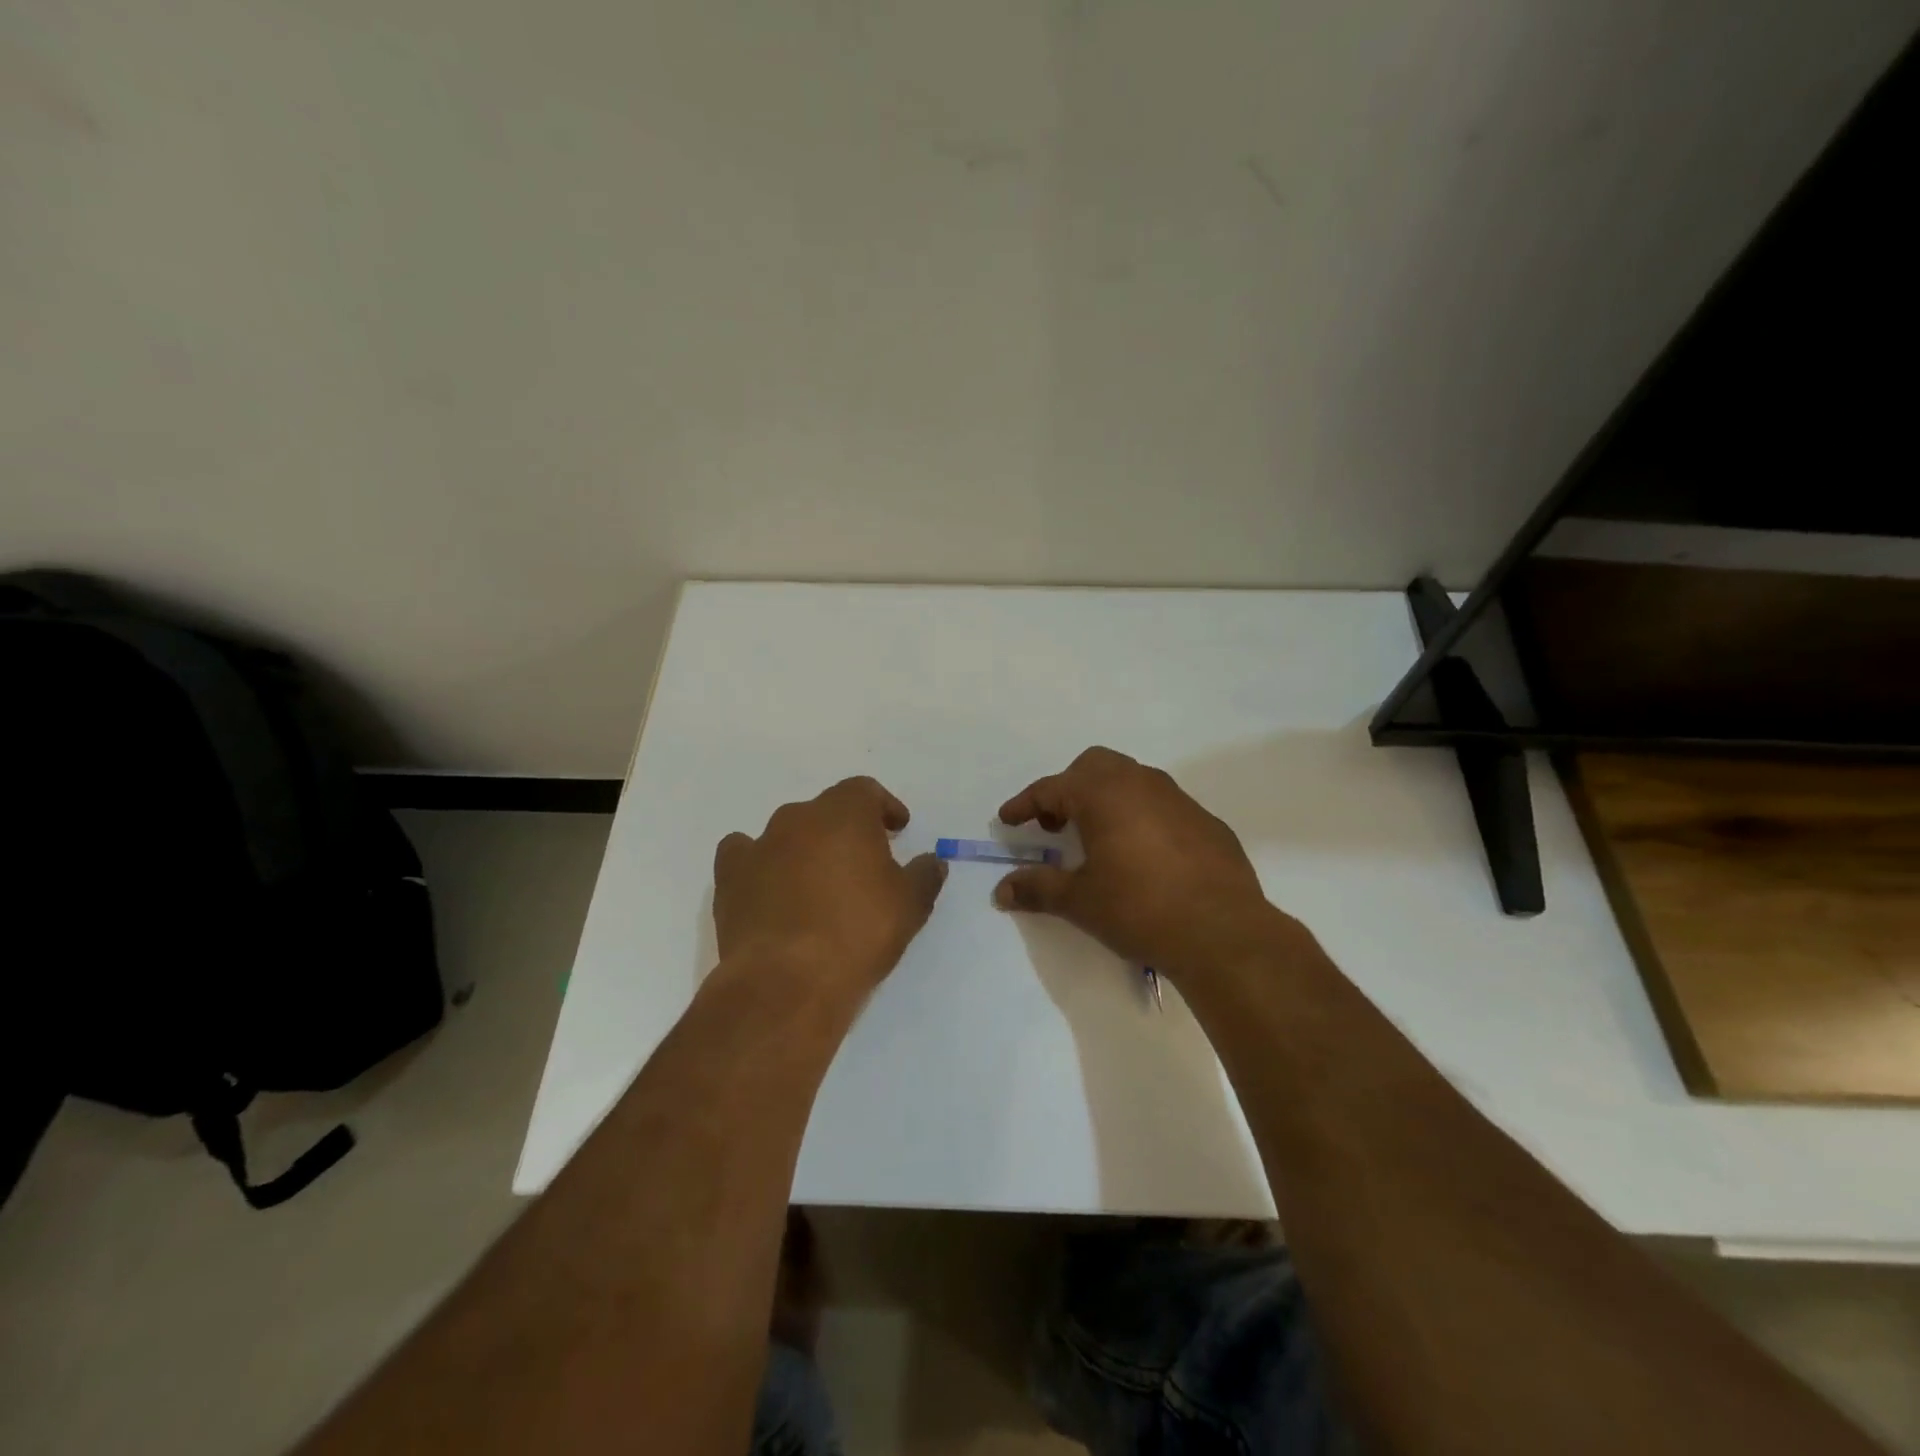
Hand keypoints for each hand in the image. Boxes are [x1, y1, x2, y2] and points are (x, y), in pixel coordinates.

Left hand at [713, 776, 946, 1003]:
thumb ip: (925, 875)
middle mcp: (798, 818)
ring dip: (805, 847)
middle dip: (846, 829)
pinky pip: (744, 855)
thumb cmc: (859, 933)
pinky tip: (770, 888)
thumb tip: (932, 862)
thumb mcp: (910, 905)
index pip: (865, 790)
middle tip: (863, 861)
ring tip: (818, 882)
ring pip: (786, 832)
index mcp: (844, 814)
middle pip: (825, 811)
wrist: (787, 981)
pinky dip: (760, 864)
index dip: (883, 807)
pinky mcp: (729, 877)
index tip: (897, 829)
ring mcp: (758, 846)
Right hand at [993, 747, 1286, 984]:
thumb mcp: (1080, 901)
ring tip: (1098, 839)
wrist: (1223, 933)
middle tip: (1055, 826)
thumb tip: (1002, 890)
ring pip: (1132, 781)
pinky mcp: (1207, 822)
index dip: (1025, 804)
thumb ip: (1038, 888)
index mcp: (1104, 794)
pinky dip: (1140, 817)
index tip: (1008, 819)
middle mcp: (1141, 783)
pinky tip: (1143, 856)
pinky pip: (1162, 805)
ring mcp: (1179, 799)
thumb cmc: (1139, 909)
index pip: (1051, 788)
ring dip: (1106, 800)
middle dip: (1068, 790)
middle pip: (1093, 767)